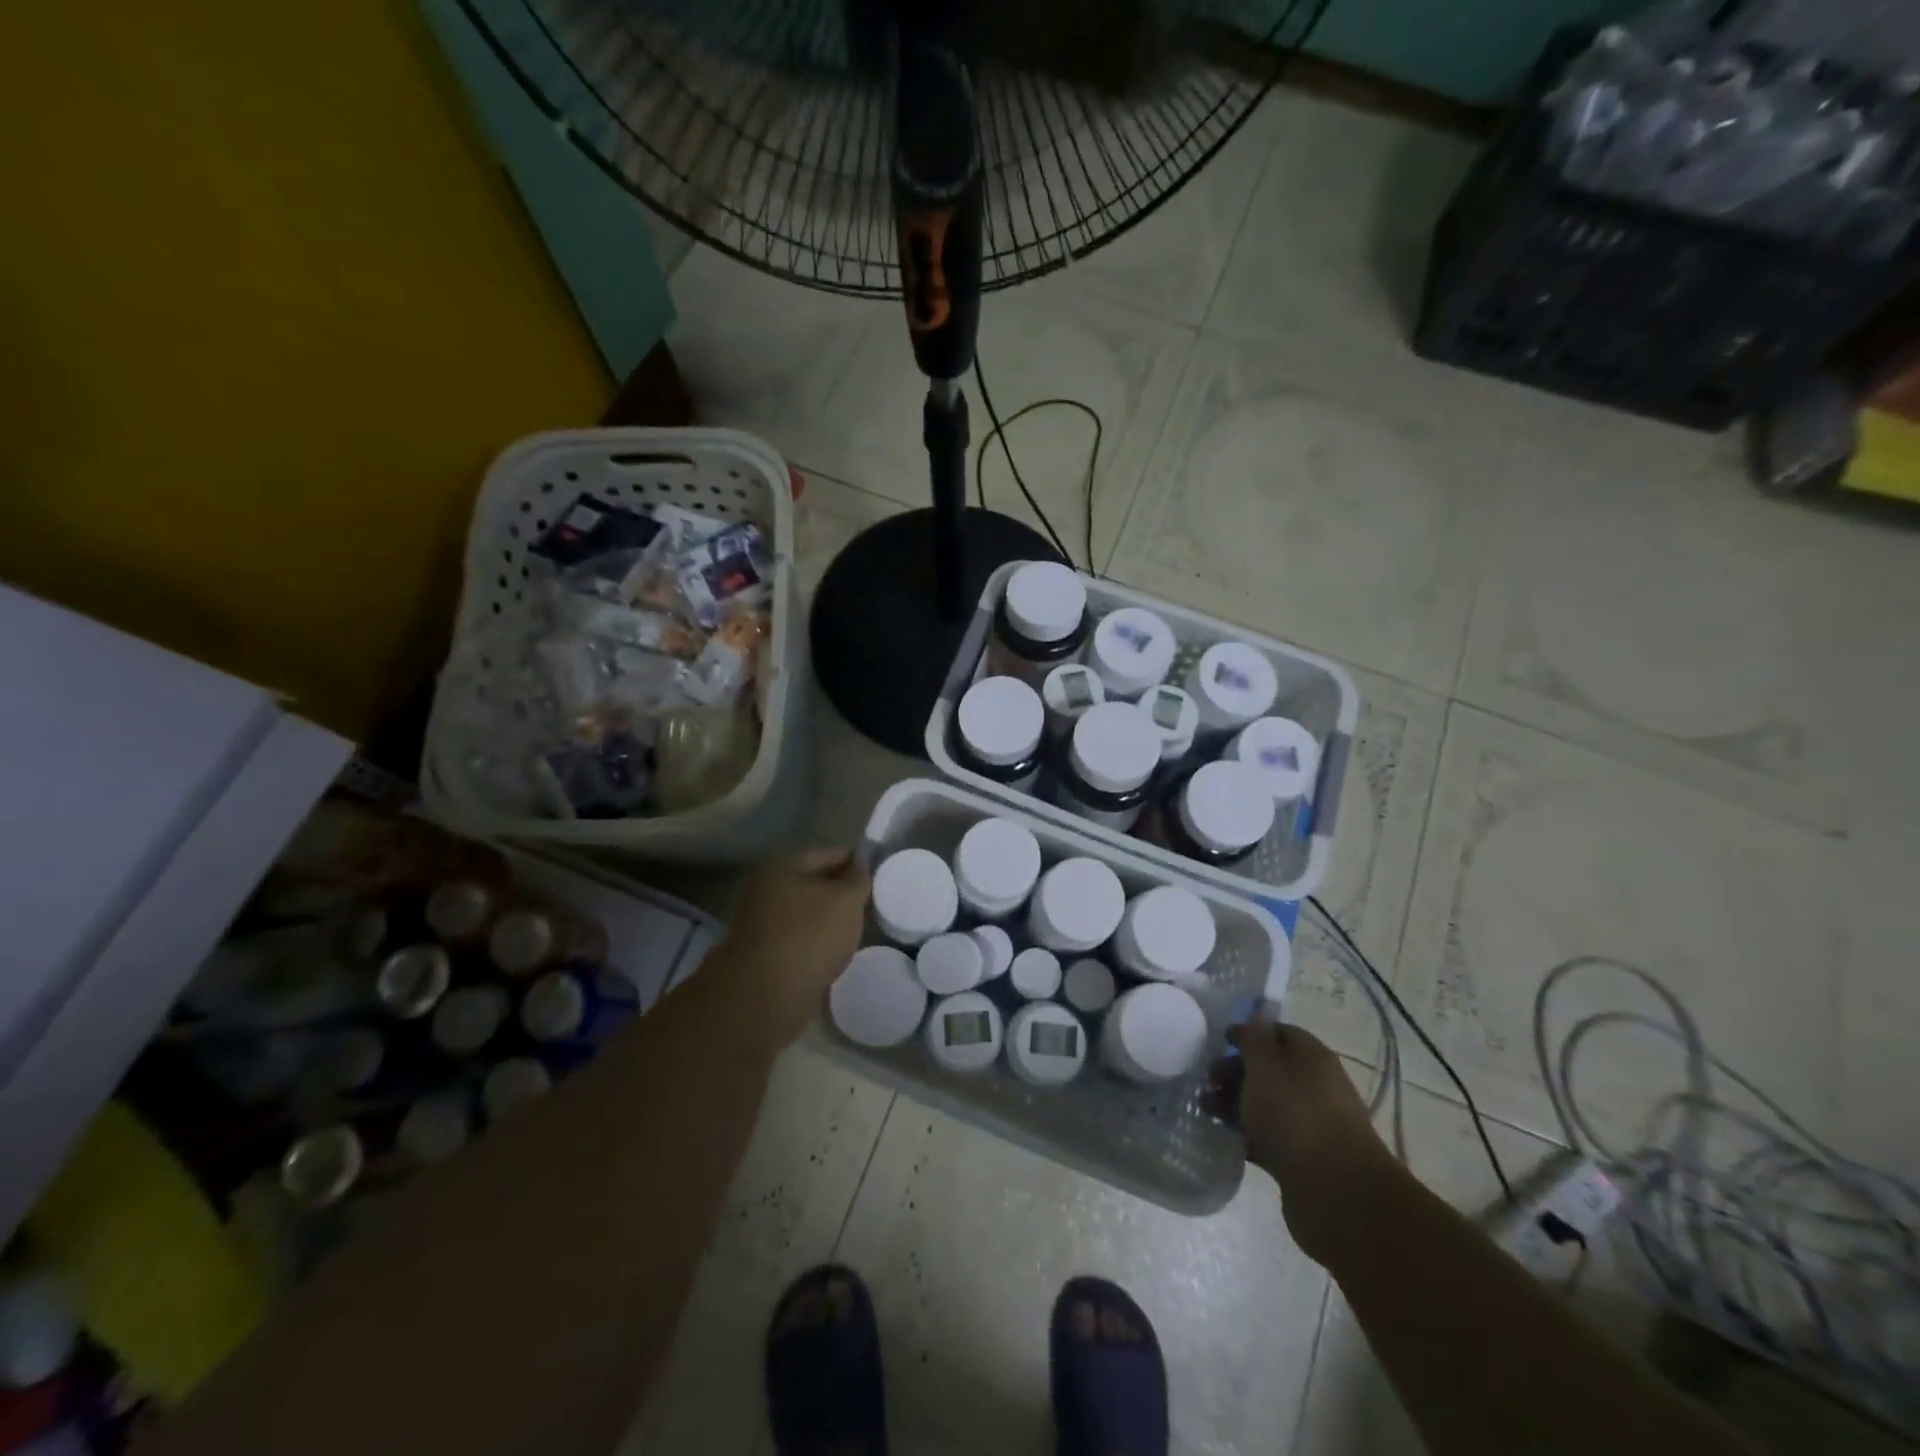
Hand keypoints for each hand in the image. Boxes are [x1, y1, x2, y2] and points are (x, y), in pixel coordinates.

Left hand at [720, 847, 870, 1048]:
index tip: (878, 872)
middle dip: (841, 891)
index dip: (855, 860)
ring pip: (805, 913)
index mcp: (781, 866)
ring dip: (828, 919)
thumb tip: (861, 864)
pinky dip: (816, 942)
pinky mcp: (762, 955)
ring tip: (858, 928)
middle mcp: (765, 889)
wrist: (766, 997)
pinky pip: (798, 939)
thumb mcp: (846, 901)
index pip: (827, 853)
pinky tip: (836, 952)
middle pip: (812, 883)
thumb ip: (858, 879)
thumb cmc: (809, 936)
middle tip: (871, 901)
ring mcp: (760, 923)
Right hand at [1219, 1013, 1393, 1263]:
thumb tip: (1255, 1017)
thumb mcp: (1265, 1068)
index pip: (1280, 1032)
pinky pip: (1271, 1135)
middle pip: (1271, 1068)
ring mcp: (1312, 1124)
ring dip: (1237, 1103)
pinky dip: (1249, 1133)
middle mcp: (1317, 1086)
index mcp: (1313, 1058)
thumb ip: (1255, 1039)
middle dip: (1236, 1071)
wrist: (1336, 1195)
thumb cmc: (1295, 1117)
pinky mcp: (1306, 1158)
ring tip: (1208, 1111)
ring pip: (1268, 1103)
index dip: (1250, 1033)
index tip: (1221, 1042)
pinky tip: (1227, 1138)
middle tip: (1209, 1080)